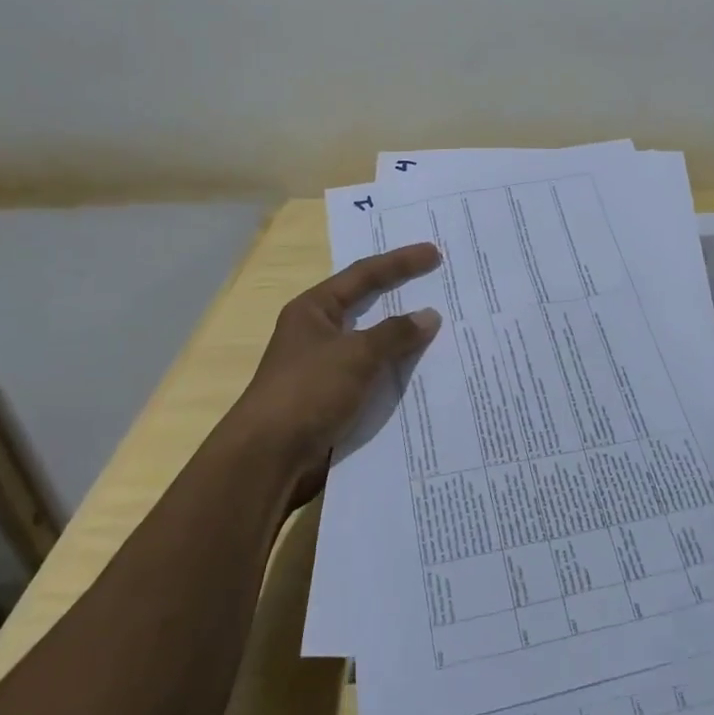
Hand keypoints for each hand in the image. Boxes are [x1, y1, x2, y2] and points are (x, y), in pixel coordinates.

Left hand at [227, 243, 442, 500]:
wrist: (268, 461)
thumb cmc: (307, 392)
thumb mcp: (356, 355)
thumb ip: (395, 334)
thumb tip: (429, 316)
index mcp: (314, 309)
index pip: (364, 274)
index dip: (400, 262)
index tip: (435, 253)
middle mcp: (318, 333)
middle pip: (369, 307)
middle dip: (404, 299)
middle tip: (441, 287)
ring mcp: (325, 369)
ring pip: (374, 346)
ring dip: (404, 342)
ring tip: (444, 333)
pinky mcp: (333, 401)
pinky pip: (373, 379)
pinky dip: (397, 375)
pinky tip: (426, 377)